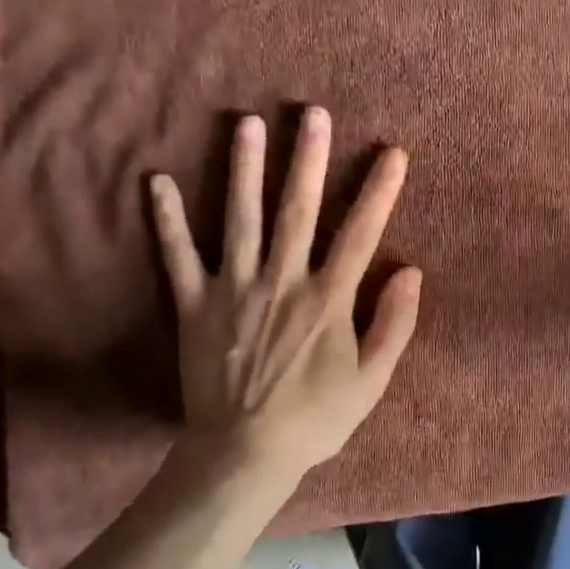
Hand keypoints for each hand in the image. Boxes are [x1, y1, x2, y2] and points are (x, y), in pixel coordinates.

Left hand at [148, 108, 420, 496]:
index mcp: (328, 299)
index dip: (379, 191)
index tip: (393, 153)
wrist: (243, 455)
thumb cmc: (315, 419)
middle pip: (298, 209)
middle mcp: (282, 281)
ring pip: (240, 217)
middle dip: (309, 158)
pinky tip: (158, 181)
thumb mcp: (372, 381)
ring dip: (244, 168)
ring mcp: (234, 290)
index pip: (360, 233)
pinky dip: (167, 219)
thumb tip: (411, 271)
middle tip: (314, 113)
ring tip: (248, 123)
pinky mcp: (195, 305)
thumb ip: (394, 324)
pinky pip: (178, 256)